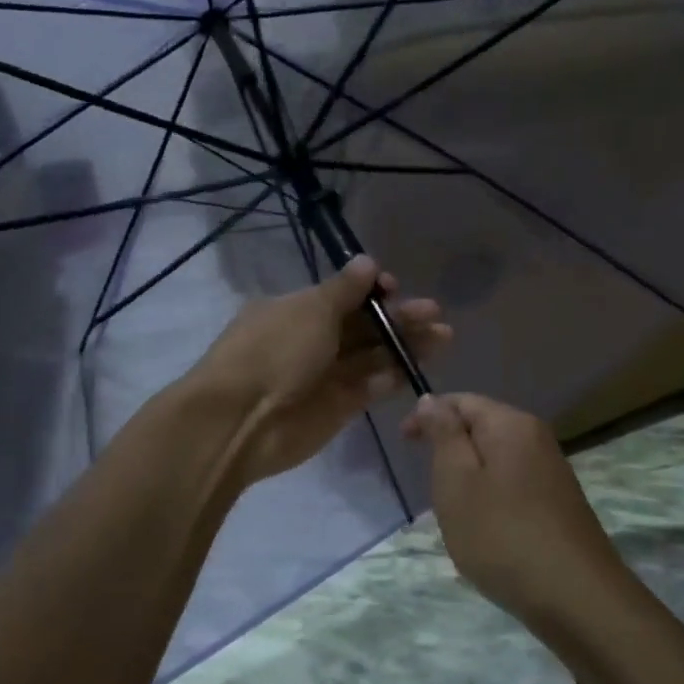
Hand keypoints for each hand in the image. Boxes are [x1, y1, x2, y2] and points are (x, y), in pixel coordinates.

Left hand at [191, 255, 448, 486]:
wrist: (240, 421)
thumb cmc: (274, 352)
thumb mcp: (310, 310)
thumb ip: (345, 290)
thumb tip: (368, 262)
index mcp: (296, 310)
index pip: (343, 296)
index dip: (372, 292)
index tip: (396, 288)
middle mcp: (311, 340)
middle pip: (364, 326)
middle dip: (399, 318)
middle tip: (435, 314)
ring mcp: (325, 375)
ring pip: (372, 356)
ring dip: (404, 346)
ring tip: (443, 337)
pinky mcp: (338, 408)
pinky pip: (369, 387)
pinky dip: (390, 378)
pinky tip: (414, 369)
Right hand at [401, 393, 625, 622]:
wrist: (575, 597)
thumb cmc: (502, 535)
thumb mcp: (457, 481)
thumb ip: (444, 434)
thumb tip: (432, 399)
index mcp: (511, 424)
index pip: (462, 400)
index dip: (428, 415)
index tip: (402, 443)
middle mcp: (537, 438)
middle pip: (482, 425)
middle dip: (449, 445)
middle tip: (426, 481)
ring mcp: (552, 471)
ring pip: (496, 457)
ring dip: (468, 474)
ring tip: (451, 508)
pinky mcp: (558, 502)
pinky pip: (513, 482)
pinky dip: (489, 494)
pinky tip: (484, 526)